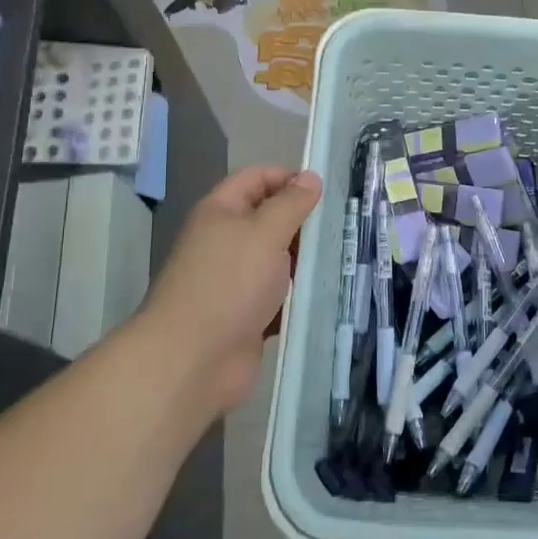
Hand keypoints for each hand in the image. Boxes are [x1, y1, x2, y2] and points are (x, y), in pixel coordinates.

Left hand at [135, 166, 320, 422]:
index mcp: (221, 212)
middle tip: (343, 225)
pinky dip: (298, 294)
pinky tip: (328, 292)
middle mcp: (225, 241)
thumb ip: (291, 203)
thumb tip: (310, 177)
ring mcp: (235, 281)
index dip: (288, 177)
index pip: (256, 178)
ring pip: (277, 260)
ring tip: (344, 256)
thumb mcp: (265, 232)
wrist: (193, 360)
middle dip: (303, 221)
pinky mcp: (246, 315)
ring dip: (305, 260)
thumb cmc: (229, 283)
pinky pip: (278, 296)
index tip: (325, 190)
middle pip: (269, 219)